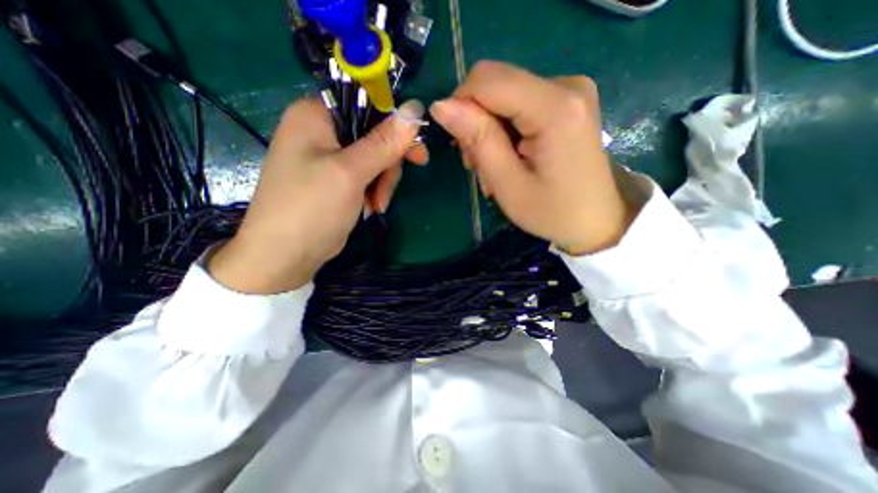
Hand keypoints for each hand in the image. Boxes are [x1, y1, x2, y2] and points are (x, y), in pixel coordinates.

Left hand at [207, 98, 425, 295]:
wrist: (285, 255)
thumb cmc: (311, 208)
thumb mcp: (350, 173)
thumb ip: (383, 142)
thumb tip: (416, 109)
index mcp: (316, 115)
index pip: (367, 103)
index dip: (396, 125)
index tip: (417, 152)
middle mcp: (322, 131)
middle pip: (374, 135)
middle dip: (388, 164)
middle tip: (390, 188)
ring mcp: (329, 158)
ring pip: (374, 158)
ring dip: (382, 182)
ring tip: (377, 205)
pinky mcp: (336, 179)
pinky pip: (367, 175)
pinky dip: (374, 191)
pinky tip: (370, 208)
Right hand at [432, 61, 642, 254]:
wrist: (597, 221)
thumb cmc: (552, 212)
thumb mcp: (508, 184)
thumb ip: (478, 139)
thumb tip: (441, 105)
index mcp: (555, 107)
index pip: (487, 80)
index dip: (461, 106)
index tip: (460, 146)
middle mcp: (566, 85)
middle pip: (495, 85)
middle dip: (476, 122)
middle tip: (479, 165)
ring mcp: (570, 91)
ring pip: (503, 96)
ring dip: (489, 131)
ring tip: (495, 168)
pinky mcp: (567, 101)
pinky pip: (519, 104)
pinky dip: (506, 130)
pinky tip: (510, 157)